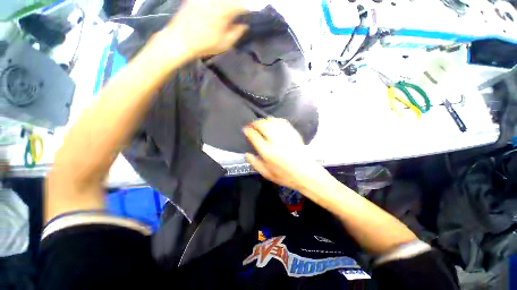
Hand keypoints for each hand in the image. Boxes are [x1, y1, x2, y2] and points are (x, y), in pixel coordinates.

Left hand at [160, 0, 247, 58]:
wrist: (181, 40)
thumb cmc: (205, 44)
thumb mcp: (225, 43)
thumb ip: (237, 33)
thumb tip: (244, 25)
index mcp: (225, 10)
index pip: (242, 5)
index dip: (247, 9)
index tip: (248, 14)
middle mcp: (215, 0)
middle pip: (231, 1)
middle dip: (237, 6)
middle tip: (239, 12)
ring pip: (221, 0)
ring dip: (227, 5)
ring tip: (228, 12)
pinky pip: (210, 1)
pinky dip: (216, 4)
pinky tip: (215, 9)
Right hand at [244, 118, 328, 191]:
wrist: (305, 173)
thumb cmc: (284, 175)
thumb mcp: (266, 173)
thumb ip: (254, 163)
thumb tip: (246, 153)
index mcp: (267, 152)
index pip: (254, 136)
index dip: (248, 131)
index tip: (245, 129)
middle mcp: (275, 141)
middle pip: (263, 126)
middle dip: (255, 123)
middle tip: (252, 124)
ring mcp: (285, 136)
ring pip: (272, 122)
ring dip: (264, 120)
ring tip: (261, 122)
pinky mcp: (293, 134)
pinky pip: (282, 122)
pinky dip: (275, 120)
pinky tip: (273, 122)